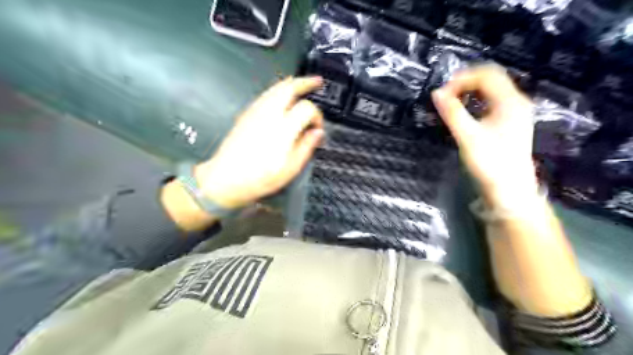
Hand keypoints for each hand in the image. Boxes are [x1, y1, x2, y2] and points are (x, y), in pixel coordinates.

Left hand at [194, 74, 322, 207]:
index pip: (307, 109)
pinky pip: (265, 94)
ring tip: (301, 83)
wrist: (227, 179)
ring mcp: (256, 112)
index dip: (317, 116)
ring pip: (276, 88)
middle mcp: (270, 114)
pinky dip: (277, 89)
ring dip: (291, 83)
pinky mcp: (247, 114)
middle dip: (305, 82)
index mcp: (284, 128)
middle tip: (317, 81)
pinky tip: (281, 94)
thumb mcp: (290, 168)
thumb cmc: (260, 178)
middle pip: (289, 88)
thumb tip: (317, 133)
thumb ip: (306, 147)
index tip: (318, 128)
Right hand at [433, 65, 535, 206]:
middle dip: (465, 82)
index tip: (442, 94)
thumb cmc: (490, 163)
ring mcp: (514, 112)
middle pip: (490, 79)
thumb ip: (452, 113)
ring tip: (451, 102)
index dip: (461, 80)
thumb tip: (436, 93)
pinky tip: (464, 112)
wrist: (510, 190)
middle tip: (445, 96)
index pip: (485, 75)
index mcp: (510, 101)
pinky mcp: (508, 123)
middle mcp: (515, 102)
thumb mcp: (468, 137)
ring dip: (469, 91)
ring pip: (490, 90)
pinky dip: (475, 101)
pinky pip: (490, 102)